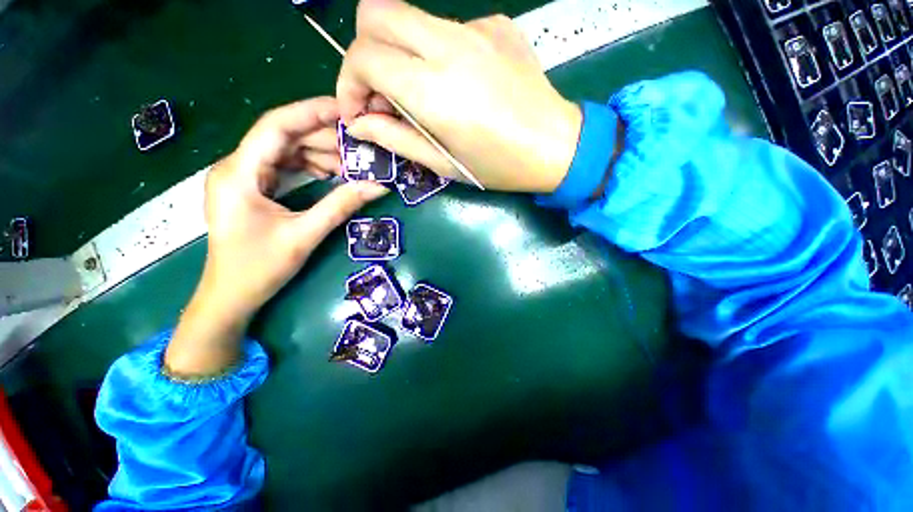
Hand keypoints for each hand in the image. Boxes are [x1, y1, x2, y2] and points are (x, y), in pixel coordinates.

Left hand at [165, 98, 386, 376]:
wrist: (231, 297)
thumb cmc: (259, 268)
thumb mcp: (305, 235)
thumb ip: (341, 206)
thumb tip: (378, 187)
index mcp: (239, 172)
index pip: (276, 126)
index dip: (311, 113)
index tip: (345, 110)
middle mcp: (237, 167)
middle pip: (283, 137)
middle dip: (322, 138)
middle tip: (359, 146)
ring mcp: (243, 178)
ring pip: (285, 152)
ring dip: (318, 154)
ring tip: (351, 163)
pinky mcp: (252, 189)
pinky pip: (283, 168)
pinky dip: (309, 168)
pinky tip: (331, 174)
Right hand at [337, 0, 582, 192]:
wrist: (556, 145)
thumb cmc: (498, 166)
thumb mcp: (444, 165)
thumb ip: (396, 139)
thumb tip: (359, 123)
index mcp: (434, 89)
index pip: (364, 56)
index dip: (348, 83)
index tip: (359, 110)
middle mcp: (449, 45)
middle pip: (375, 13)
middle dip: (364, 52)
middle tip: (379, 93)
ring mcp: (476, 28)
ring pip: (410, 19)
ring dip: (399, 53)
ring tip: (418, 95)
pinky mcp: (495, 24)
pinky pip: (446, 29)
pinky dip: (435, 53)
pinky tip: (457, 83)